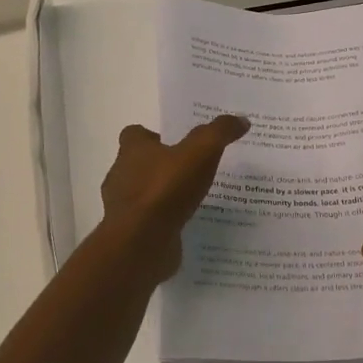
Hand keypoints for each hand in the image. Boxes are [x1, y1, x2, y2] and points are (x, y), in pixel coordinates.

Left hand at [97, 116, 249, 277]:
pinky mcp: (131, 233)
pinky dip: (164, 221)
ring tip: (193, 199)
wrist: (141, 243)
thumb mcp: (201, 152)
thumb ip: (220, 132)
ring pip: (143, 194)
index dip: (153, 136)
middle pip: (138, 164)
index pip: (134, 134)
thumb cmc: (166, 189)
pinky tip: (187, 224)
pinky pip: (149, 222)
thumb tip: (241, 119)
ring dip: (163, 195)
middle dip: (161, 165)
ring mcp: (123, 207)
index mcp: (132, 150)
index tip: (176, 142)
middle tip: (192, 169)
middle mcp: (121, 175)